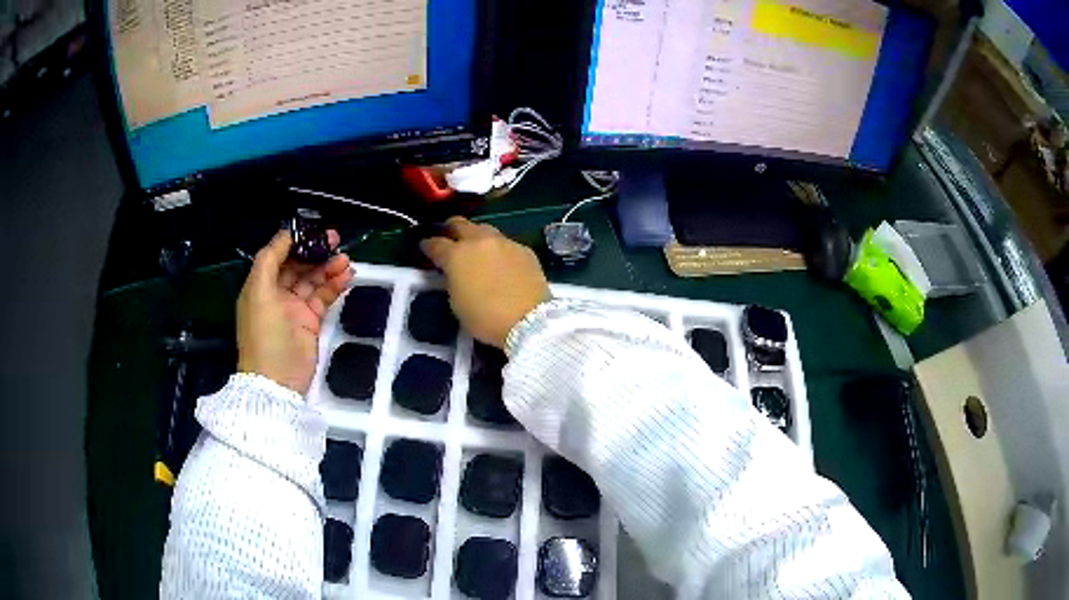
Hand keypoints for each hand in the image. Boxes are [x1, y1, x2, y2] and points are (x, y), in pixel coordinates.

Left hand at [237, 230, 352, 394]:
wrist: (277, 383)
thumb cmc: (264, 336)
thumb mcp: (259, 293)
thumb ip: (269, 261)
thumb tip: (285, 235)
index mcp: (260, 285)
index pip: (277, 255)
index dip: (294, 240)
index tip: (314, 230)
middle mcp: (276, 293)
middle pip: (297, 265)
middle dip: (315, 252)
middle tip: (336, 240)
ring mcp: (294, 308)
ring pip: (313, 280)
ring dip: (328, 268)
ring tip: (346, 260)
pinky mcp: (311, 322)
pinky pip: (323, 297)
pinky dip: (334, 286)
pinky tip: (346, 277)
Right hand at [421, 217, 548, 347]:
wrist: (528, 321)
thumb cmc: (485, 318)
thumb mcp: (456, 303)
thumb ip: (452, 281)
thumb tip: (454, 273)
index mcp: (456, 255)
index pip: (435, 244)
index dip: (427, 245)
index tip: (424, 247)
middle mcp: (479, 241)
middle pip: (460, 224)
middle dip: (451, 229)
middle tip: (448, 236)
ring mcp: (504, 242)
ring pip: (485, 229)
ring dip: (476, 236)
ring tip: (476, 247)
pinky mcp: (524, 249)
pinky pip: (506, 243)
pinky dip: (498, 249)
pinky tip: (500, 261)